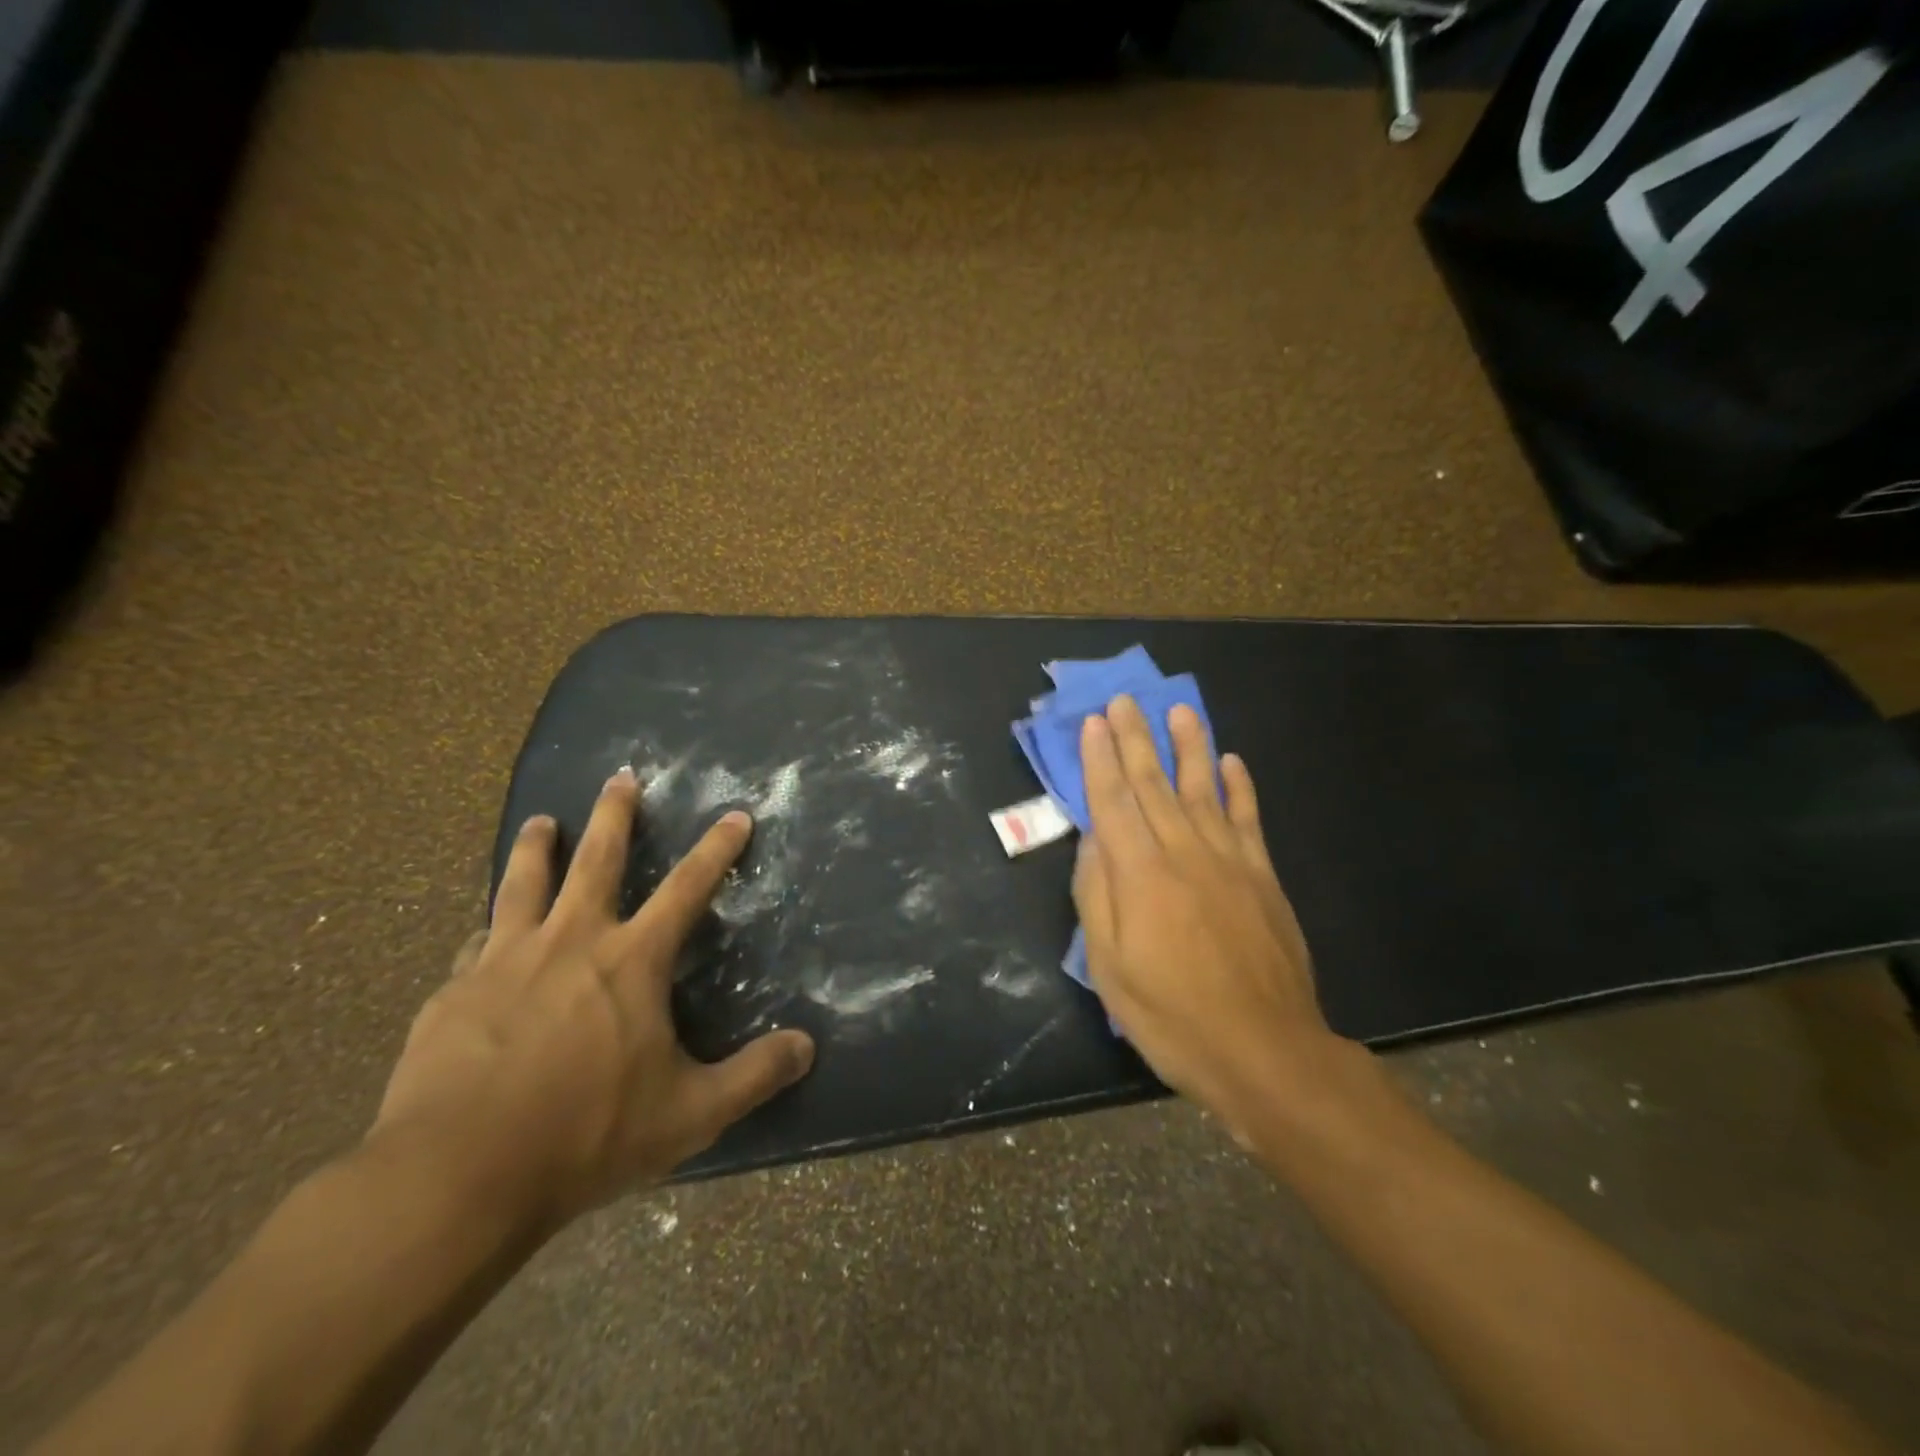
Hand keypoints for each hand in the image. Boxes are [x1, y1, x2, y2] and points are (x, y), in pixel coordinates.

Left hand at [368, 768, 814, 1229]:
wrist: (454, 1177)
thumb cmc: (585, 1135)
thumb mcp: (689, 1114)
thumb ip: (753, 1076)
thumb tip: (809, 1047)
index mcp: (631, 960)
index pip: (688, 888)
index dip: (717, 849)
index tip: (735, 814)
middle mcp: (571, 941)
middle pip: (597, 860)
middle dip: (615, 814)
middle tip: (621, 776)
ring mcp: (504, 960)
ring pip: (523, 883)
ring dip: (537, 846)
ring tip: (542, 820)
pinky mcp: (453, 991)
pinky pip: (477, 942)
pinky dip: (489, 927)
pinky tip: (482, 931)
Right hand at [1072, 697, 1349, 1135]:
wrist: (1264, 1051)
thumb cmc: (1172, 1015)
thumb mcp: (1110, 967)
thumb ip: (1097, 895)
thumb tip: (1092, 839)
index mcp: (1141, 874)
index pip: (1114, 802)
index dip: (1101, 760)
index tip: (1095, 722)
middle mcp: (1184, 853)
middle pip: (1155, 784)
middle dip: (1137, 740)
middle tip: (1126, 700)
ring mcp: (1230, 861)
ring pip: (1204, 790)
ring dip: (1190, 747)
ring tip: (1180, 712)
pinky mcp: (1263, 877)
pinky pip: (1248, 819)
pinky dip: (1239, 787)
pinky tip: (1232, 763)